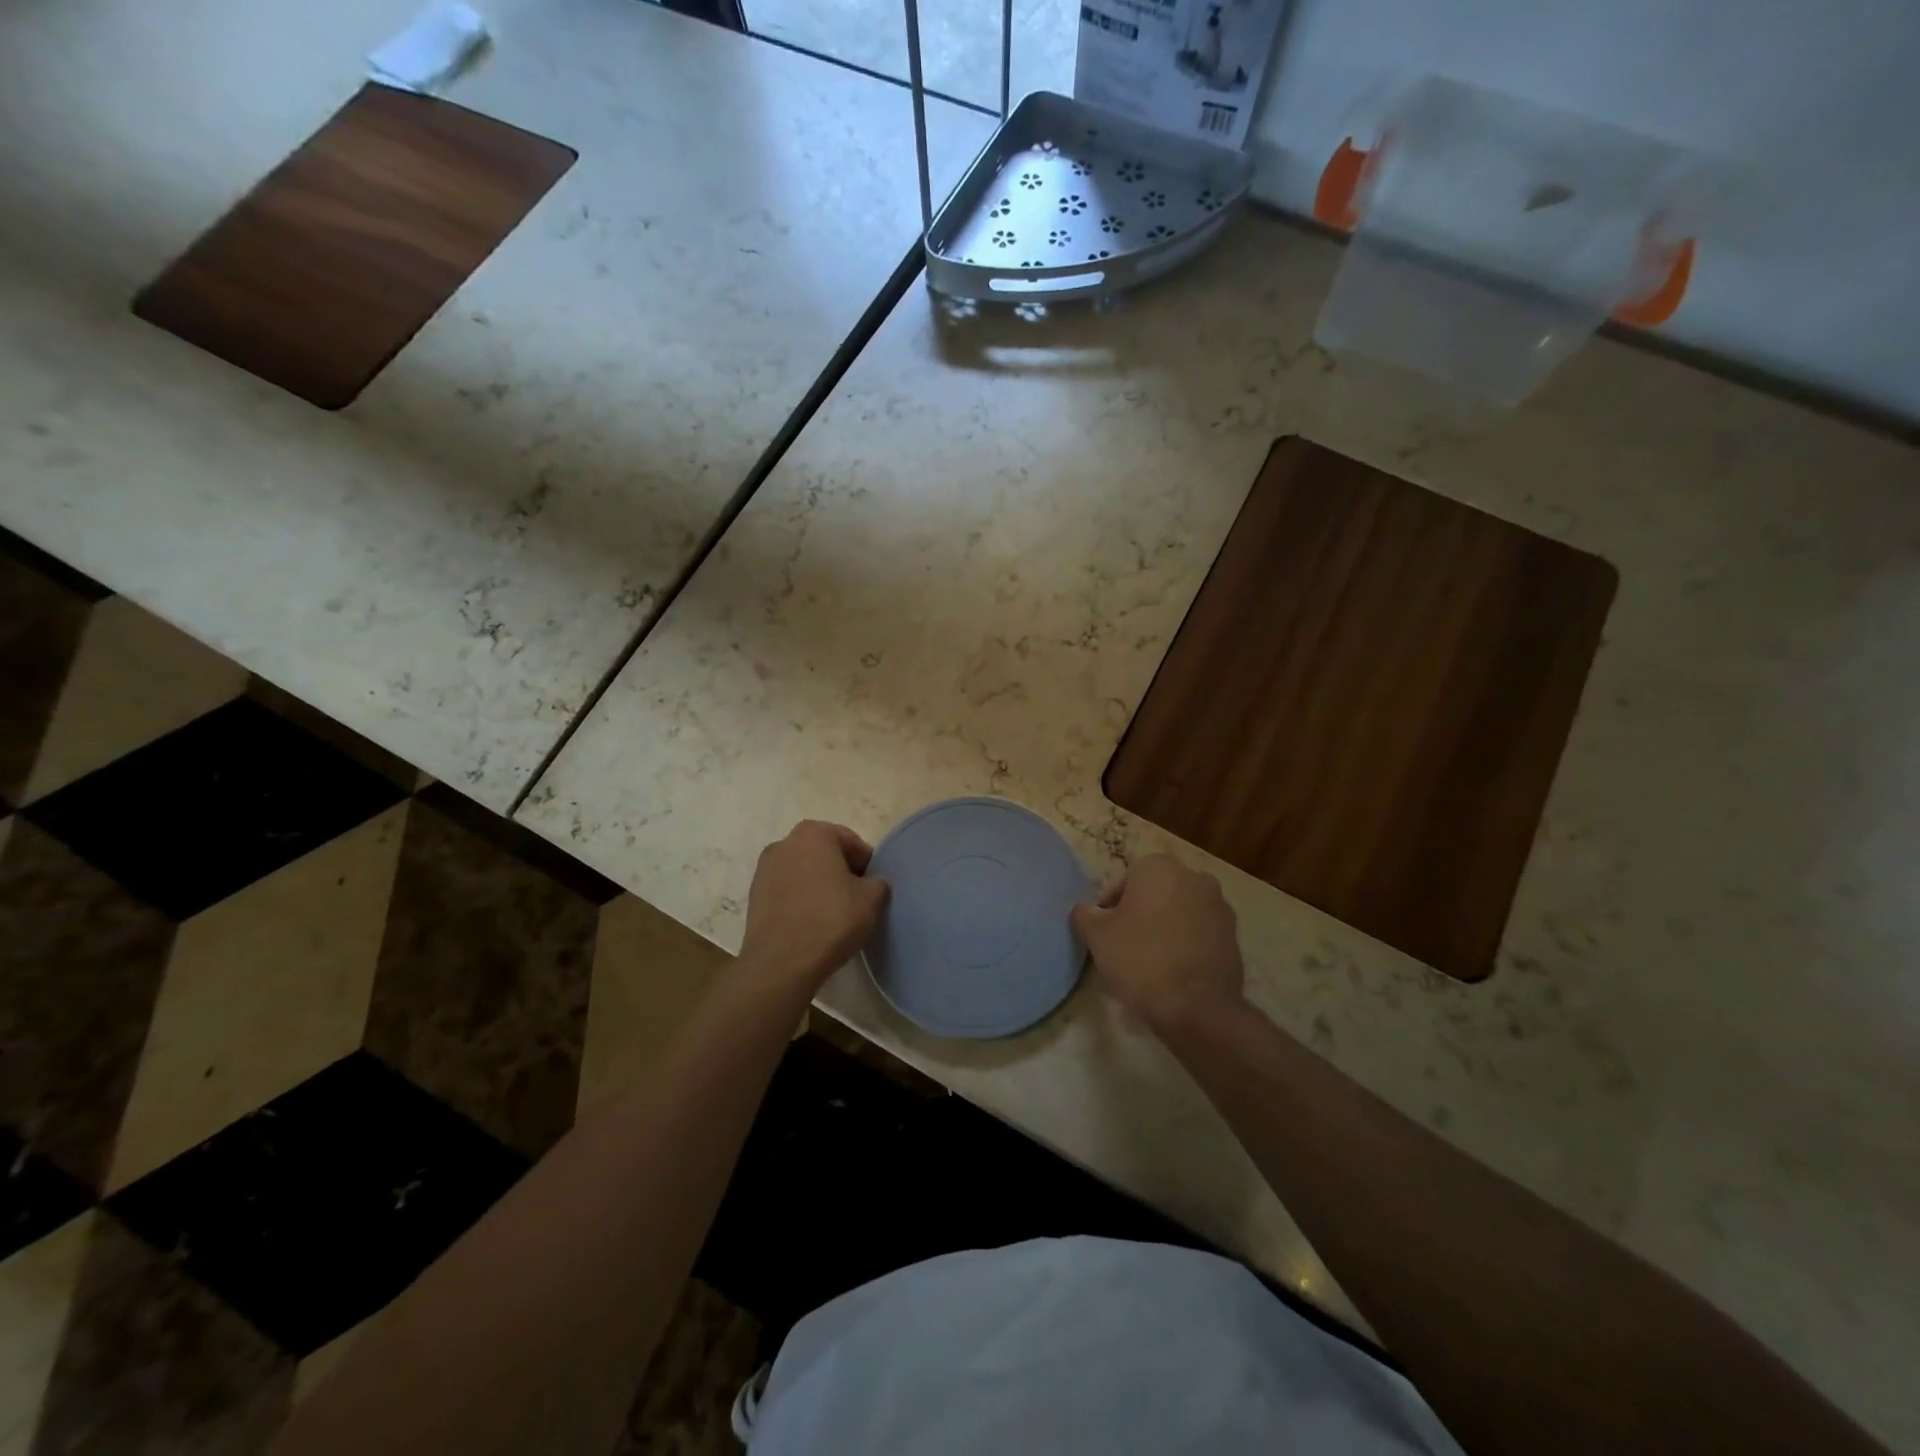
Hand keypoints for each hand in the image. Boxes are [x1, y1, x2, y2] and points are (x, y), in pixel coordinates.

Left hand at [740, 821, 889, 992]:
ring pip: (804, 870)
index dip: (867, 864)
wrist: (780, 963)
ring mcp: (764, 868)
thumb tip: (873, 883)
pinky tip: (811, 921)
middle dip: (842, 871)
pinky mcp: (754, 894)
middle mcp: (785, 842)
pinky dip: (801, 898)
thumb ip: (878, 882)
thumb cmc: (830, 920)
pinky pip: (787, 889)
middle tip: (856, 898)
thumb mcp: (871, 899)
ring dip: (820, 884)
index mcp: (814, 833)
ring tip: (833, 912)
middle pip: (825, 852)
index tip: (874, 887)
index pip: (851, 842)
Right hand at [1070, 854, 1243, 1031]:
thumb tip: (1084, 910)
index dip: (1111, 906)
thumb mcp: (1097, 937)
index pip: (1126, 880)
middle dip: (1141, 912)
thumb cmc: (1141, 961)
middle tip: (1125, 945)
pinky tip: (1174, 970)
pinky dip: (1186, 943)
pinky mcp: (1234, 935)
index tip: (1106, 933)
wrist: (1197, 1009)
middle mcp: (1194, 877)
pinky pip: (1200, 932)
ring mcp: (1219, 906)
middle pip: (1156, 892)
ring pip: (1180, 911)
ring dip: (1165, 926)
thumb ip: (1084, 915)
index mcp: (1159, 868)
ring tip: (1151, 961)